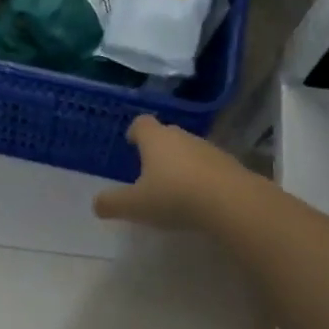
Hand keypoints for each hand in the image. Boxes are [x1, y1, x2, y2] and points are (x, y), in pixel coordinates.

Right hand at [93, 116, 250, 230]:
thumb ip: (112, 203)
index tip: (131, 142)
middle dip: (157, 148)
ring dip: (180, 163)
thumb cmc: (175, 196)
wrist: (232, 202)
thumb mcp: (135, 205)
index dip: (135, 131)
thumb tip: (96, 204)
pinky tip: (199, 198)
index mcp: (156, 139)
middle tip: (148, 169)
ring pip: (188, 150)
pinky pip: (208, 166)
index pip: (141, 123)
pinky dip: (200, 176)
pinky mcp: (229, 165)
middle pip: (166, 134)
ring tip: (173, 187)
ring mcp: (208, 148)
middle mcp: (182, 136)